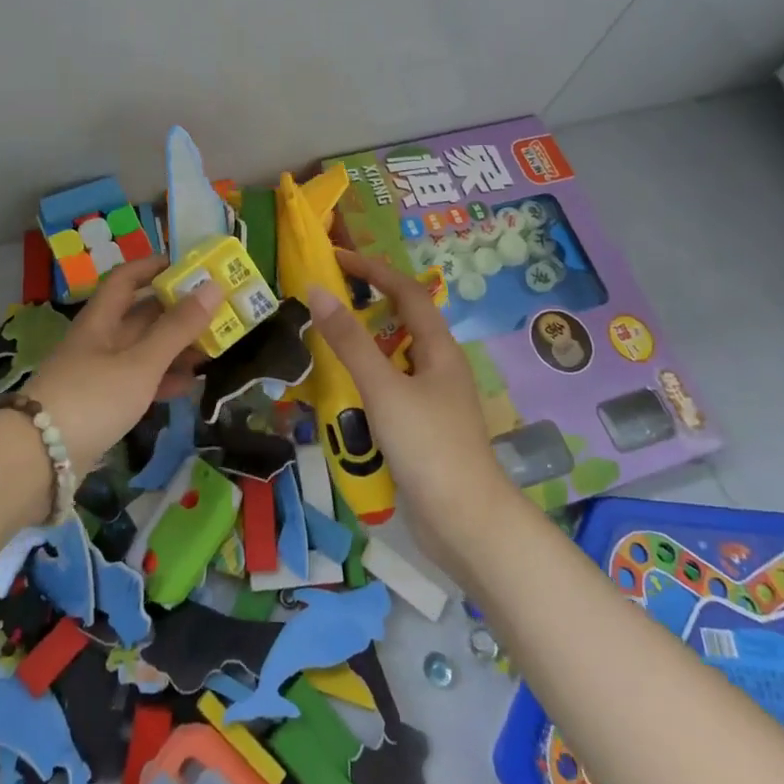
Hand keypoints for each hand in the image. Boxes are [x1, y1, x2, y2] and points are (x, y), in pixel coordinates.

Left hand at [22, 257, 222, 477]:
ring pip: (142, 350)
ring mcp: (97, 374)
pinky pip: (138, 382)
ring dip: (174, 348)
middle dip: (175, 311)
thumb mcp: (140, 362)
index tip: (188, 266)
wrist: (37, 460)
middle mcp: (98, 340)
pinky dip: (163, 379)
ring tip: (211, 349)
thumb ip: (177, 328)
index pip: (125, 279)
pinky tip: (189, 386)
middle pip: (139, 315)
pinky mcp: (100, 405)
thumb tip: (214, 286)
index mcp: (100, 319)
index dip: (154, 267)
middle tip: (214, 311)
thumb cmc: (92, 398)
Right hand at [306, 250, 514, 572]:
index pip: (406, 292)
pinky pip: (387, 392)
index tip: (336, 259)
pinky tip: (339, 398)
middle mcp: (438, 368)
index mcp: (438, 349)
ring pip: (392, 360)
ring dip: (361, 349)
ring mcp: (431, 401)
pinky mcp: (421, 430)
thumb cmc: (429, 446)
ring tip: (322, 346)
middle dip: (365, 307)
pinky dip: (363, 385)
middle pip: (400, 323)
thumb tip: (318, 291)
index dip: (373, 270)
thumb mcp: (384, 388)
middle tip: (324, 302)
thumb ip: (350, 342)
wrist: (466, 524)